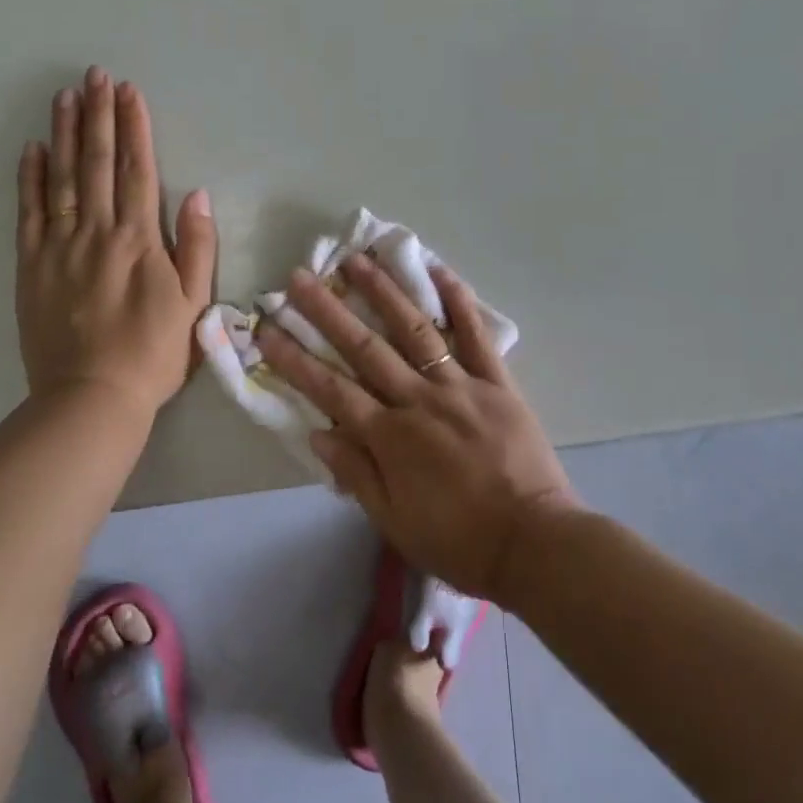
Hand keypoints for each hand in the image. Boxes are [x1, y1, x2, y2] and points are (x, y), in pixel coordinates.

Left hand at [15, 67, 216, 414]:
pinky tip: (32, 148)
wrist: (91, 398)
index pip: (136, 169)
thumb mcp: (194, 303)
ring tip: (64, 96)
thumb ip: (196, 246)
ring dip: (64, 134)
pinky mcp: (31, 266)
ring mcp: (59, 246)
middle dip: (97, 115)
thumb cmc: (153, 352)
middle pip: (96, 162)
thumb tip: (195, 194)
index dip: (133, 126)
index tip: (128, 90)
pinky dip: (29, 178)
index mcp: (138, 238)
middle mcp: (96, 231)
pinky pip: (29, 213)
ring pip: (61, 178)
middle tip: (94, 75)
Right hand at [256, 255, 578, 598]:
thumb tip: (318, 431)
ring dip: (384, 291)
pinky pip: (476, 335)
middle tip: (300, 277)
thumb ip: (356, 473)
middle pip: (365, 347)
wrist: (534, 544)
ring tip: (358, 259)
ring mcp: (459, 384)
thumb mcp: (395, 522)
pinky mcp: (496, 381)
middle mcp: (418, 399)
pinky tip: (439, 270)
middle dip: (328, 311)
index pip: (331, 389)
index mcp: (390, 437)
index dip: (295, 359)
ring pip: (414, 329)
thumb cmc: (459, 540)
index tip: (269, 328)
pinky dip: (458, 302)